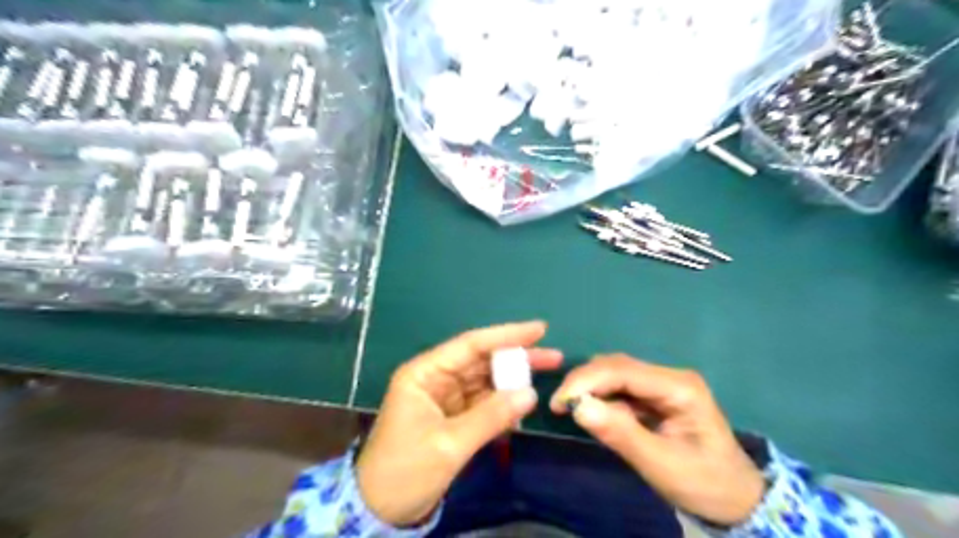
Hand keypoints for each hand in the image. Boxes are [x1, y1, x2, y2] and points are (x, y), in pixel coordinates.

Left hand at [358, 322, 563, 526]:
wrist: (381, 511)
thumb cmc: (405, 470)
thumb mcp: (449, 444)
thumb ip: (491, 416)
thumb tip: (532, 394)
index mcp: (425, 373)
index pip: (470, 345)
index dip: (506, 335)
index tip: (540, 329)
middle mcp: (436, 378)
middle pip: (481, 360)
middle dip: (516, 357)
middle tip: (553, 357)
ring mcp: (445, 397)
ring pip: (485, 380)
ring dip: (513, 380)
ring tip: (547, 375)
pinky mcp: (453, 416)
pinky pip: (483, 402)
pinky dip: (503, 403)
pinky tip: (524, 402)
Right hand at [548, 353, 763, 525]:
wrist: (736, 500)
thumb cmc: (704, 484)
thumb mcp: (662, 465)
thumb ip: (621, 434)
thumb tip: (578, 406)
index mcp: (679, 387)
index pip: (623, 371)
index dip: (587, 381)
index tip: (558, 402)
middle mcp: (669, 377)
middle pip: (617, 366)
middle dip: (585, 382)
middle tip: (559, 406)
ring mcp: (663, 384)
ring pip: (615, 373)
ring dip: (590, 387)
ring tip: (570, 409)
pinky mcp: (655, 395)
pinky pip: (620, 388)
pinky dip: (601, 397)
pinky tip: (593, 412)